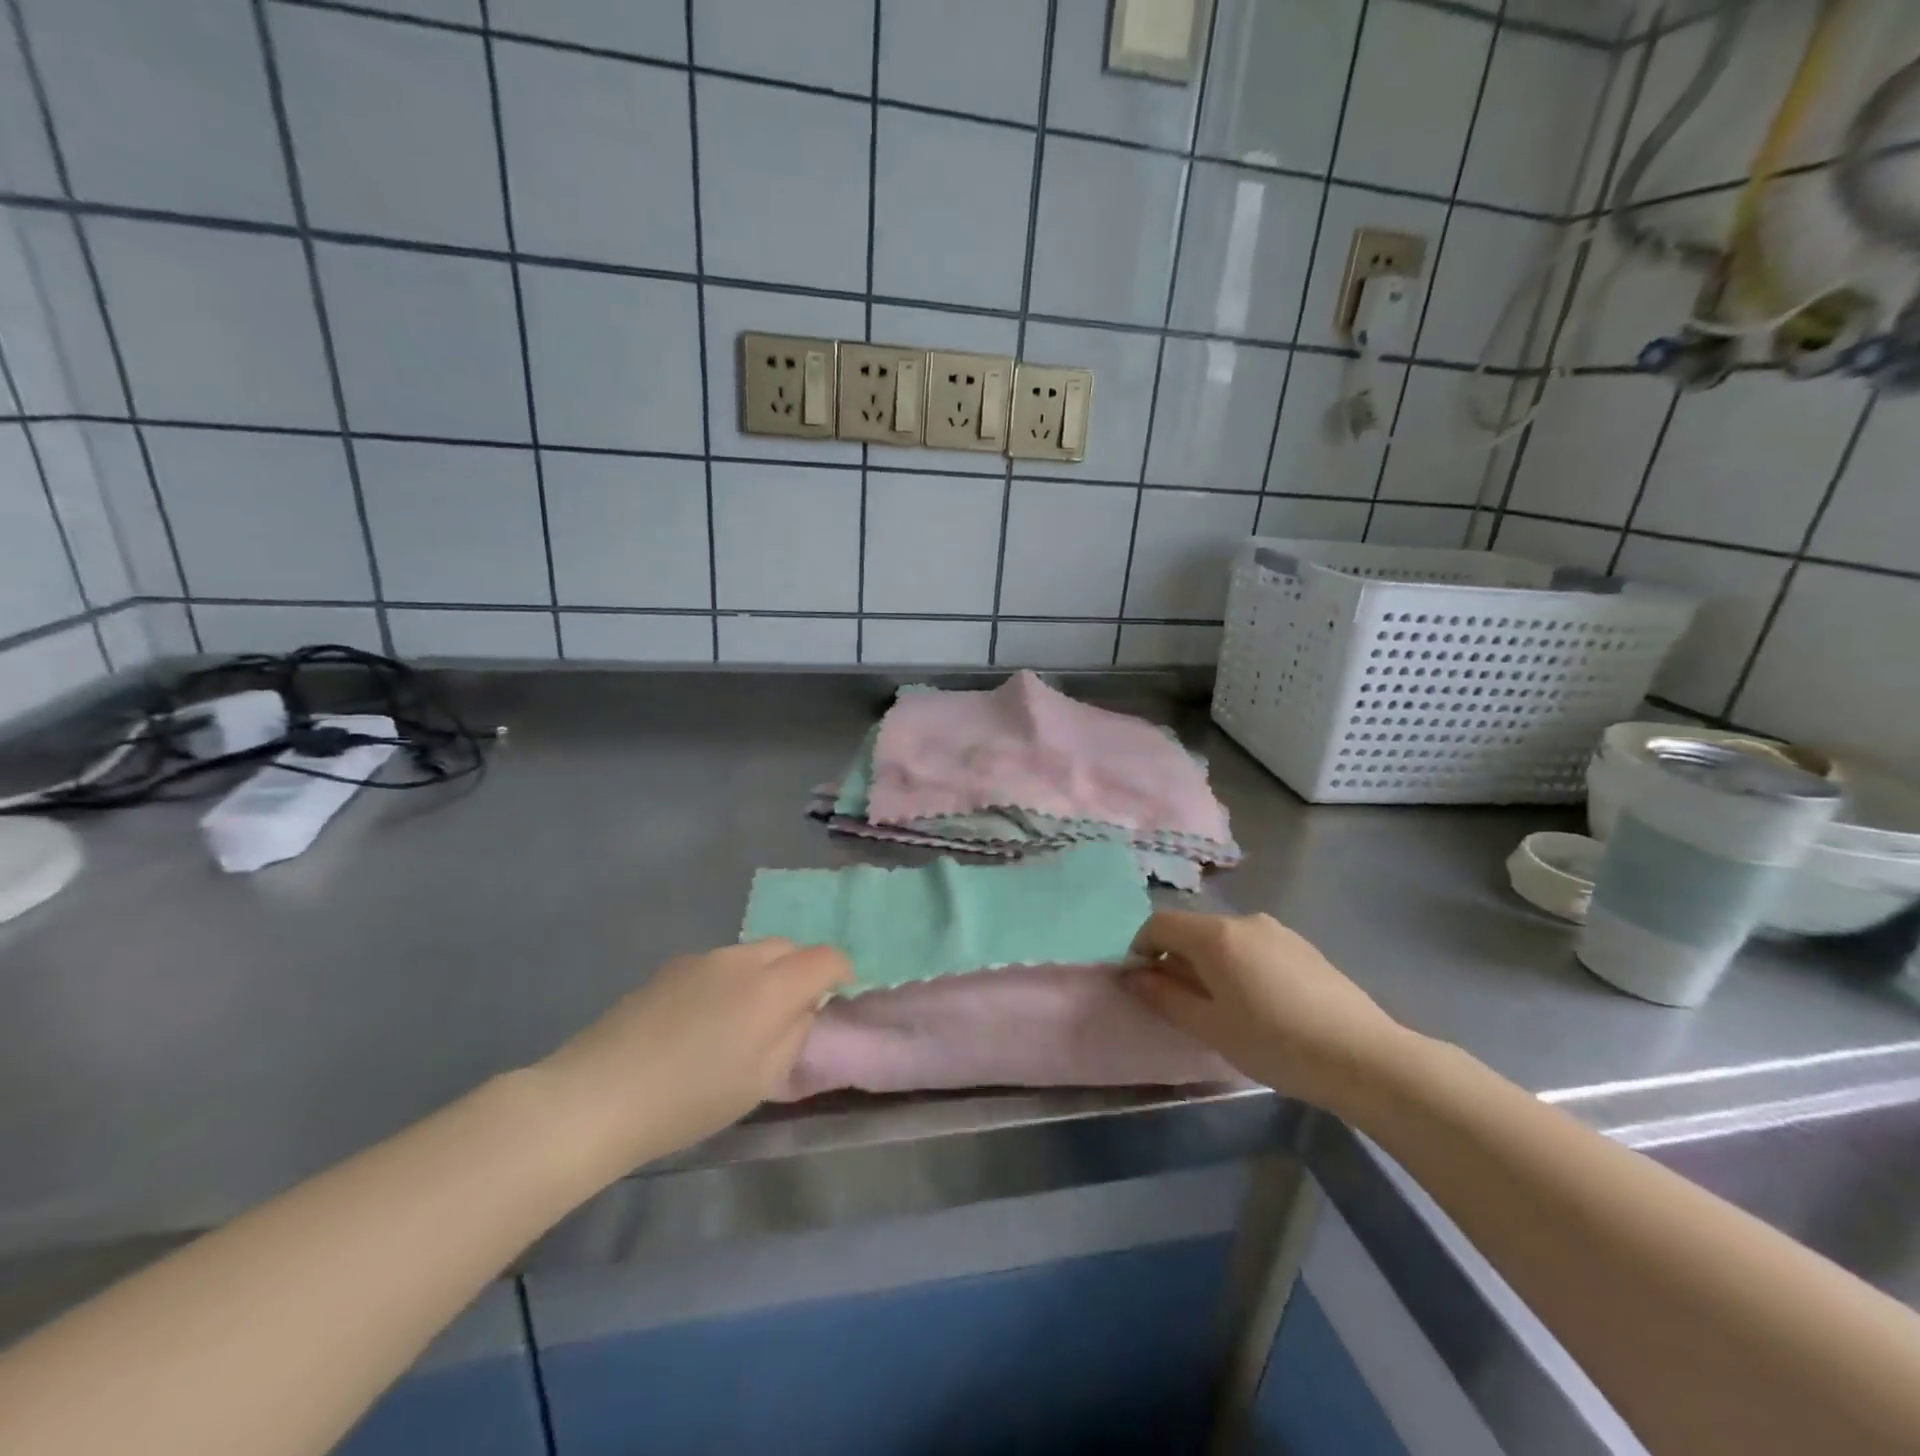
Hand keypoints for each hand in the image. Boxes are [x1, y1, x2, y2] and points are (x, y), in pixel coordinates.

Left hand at [539, 939, 849, 1178]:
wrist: (597, 1095)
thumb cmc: (690, 1099)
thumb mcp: (761, 1080)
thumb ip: (795, 1034)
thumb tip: (803, 1007)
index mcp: (771, 987)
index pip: (825, 957)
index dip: (841, 972)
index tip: (837, 996)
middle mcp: (741, 959)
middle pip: (789, 947)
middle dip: (801, 971)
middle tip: (790, 1012)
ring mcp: (702, 959)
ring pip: (752, 954)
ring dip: (763, 975)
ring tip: (742, 1020)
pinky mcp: (671, 967)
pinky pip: (719, 964)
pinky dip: (729, 981)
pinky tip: (702, 1021)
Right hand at [1123, 910, 1406, 1112]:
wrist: (1364, 1057)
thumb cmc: (1274, 1042)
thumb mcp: (1209, 1027)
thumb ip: (1164, 997)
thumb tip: (1132, 976)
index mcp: (1215, 935)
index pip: (1158, 925)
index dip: (1140, 951)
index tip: (1143, 987)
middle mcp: (1244, 921)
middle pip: (1192, 931)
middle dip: (1176, 962)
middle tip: (1182, 1007)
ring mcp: (1278, 931)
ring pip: (1225, 941)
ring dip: (1209, 966)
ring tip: (1224, 1011)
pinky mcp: (1303, 948)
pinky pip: (1254, 949)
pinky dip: (1240, 968)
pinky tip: (1262, 1007)